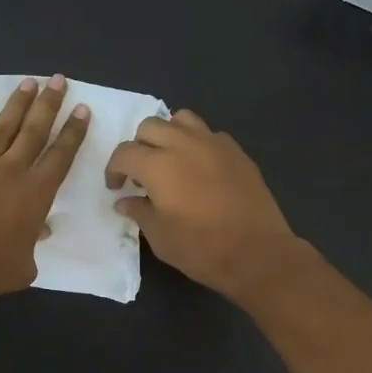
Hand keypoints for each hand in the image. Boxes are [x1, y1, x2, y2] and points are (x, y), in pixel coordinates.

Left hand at [0, 74, 89, 300]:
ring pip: (2, 127)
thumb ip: (34, 245)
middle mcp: (11, 171)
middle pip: (34, 131)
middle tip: (58, 80)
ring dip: (16, 104)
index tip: (82, 110)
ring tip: (28, 83)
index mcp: (36, 194)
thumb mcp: (25, 267)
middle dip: (49, 105)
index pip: (61, 156)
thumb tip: (41, 230)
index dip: (73, 132)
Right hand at [104, 109, 301, 301]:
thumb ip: (139, 212)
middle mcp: (184, 144)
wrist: (257, 253)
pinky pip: (209, 134)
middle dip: (138, 147)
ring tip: (170, 160)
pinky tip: (199, 168)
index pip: (124, 153)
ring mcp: (214, 144)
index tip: (116, 187)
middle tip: (140, 174)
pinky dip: (196, 143)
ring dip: (168, 135)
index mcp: (158, 165)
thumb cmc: (201, 248)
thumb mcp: (160, 237)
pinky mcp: (237, 152)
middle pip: (150, 127)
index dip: (114, 169)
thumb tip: (125, 200)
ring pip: (181, 120)